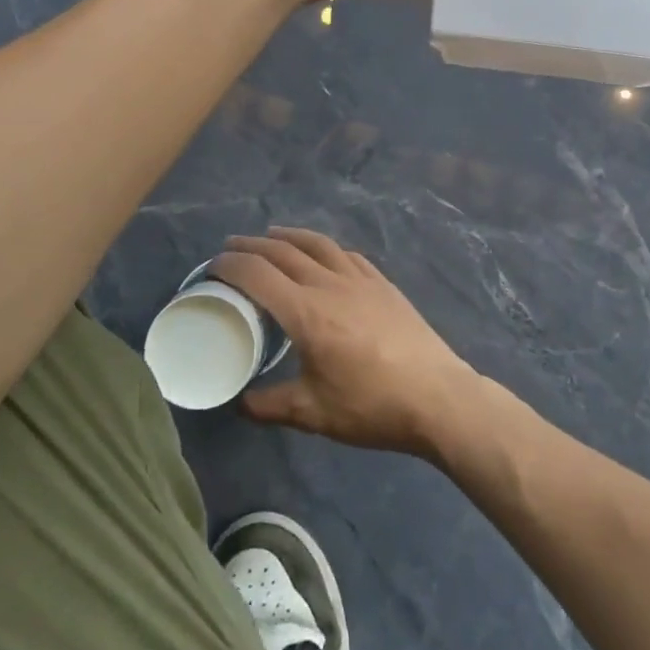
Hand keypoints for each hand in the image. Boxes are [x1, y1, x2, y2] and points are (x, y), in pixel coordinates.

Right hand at [211, 227, 486, 457]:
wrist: (437, 397)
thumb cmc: (372, 406)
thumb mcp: (313, 413)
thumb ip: (270, 406)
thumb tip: (241, 403)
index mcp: (306, 313)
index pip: (257, 275)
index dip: (230, 266)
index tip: (212, 267)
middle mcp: (330, 285)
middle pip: (283, 252)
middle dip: (251, 246)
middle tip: (230, 248)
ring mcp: (361, 280)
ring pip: (317, 245)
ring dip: (288, 236)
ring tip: (271, 236)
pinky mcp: (383, 284)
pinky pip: (346, 254)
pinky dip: (324, 248)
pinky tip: (323, 254)